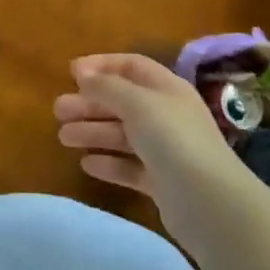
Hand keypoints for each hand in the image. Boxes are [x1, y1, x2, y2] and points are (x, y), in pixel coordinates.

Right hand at [55, 53, 244, 232]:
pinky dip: (108, 163)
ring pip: (122, 135)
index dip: (102, 65)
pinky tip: (87, 165)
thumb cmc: (173, 140)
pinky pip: (129, 167)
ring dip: (92, 132)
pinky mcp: (161, 182)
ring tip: (63, 137)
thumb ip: (107, 87)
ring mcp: (166, 150)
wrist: (211, 203)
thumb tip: (82, 74)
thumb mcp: (138, 103)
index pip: (132, 66)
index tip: (71, 73)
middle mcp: (167, 115)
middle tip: (58, 110)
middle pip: (122, 102)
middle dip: (89, 104)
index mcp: (167, 89)